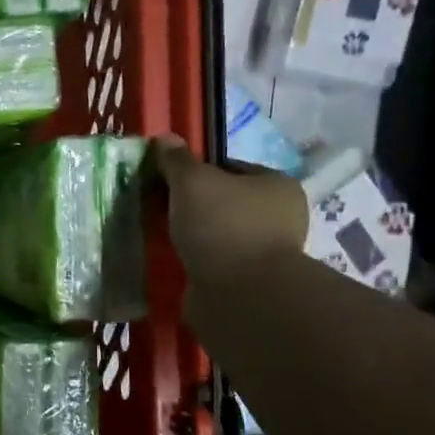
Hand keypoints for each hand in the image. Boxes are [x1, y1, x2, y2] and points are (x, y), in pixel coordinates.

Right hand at [150, 135, 307, 278]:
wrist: (240, 295)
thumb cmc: (223, 226)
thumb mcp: (192, 182)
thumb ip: (177, 160)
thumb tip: (164, 139)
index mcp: (277, 185)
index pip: (230, 167)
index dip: (195, 171)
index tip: (164, 181)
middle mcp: (278, 217)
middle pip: (222, 202)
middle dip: (190, 206)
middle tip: (156, 208)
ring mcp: (264, 252)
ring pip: (216, 234)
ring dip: (191, 236)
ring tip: (160, 236)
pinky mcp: (248, 283)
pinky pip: (213, 263)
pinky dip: (194, 261)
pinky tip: (173, 261)